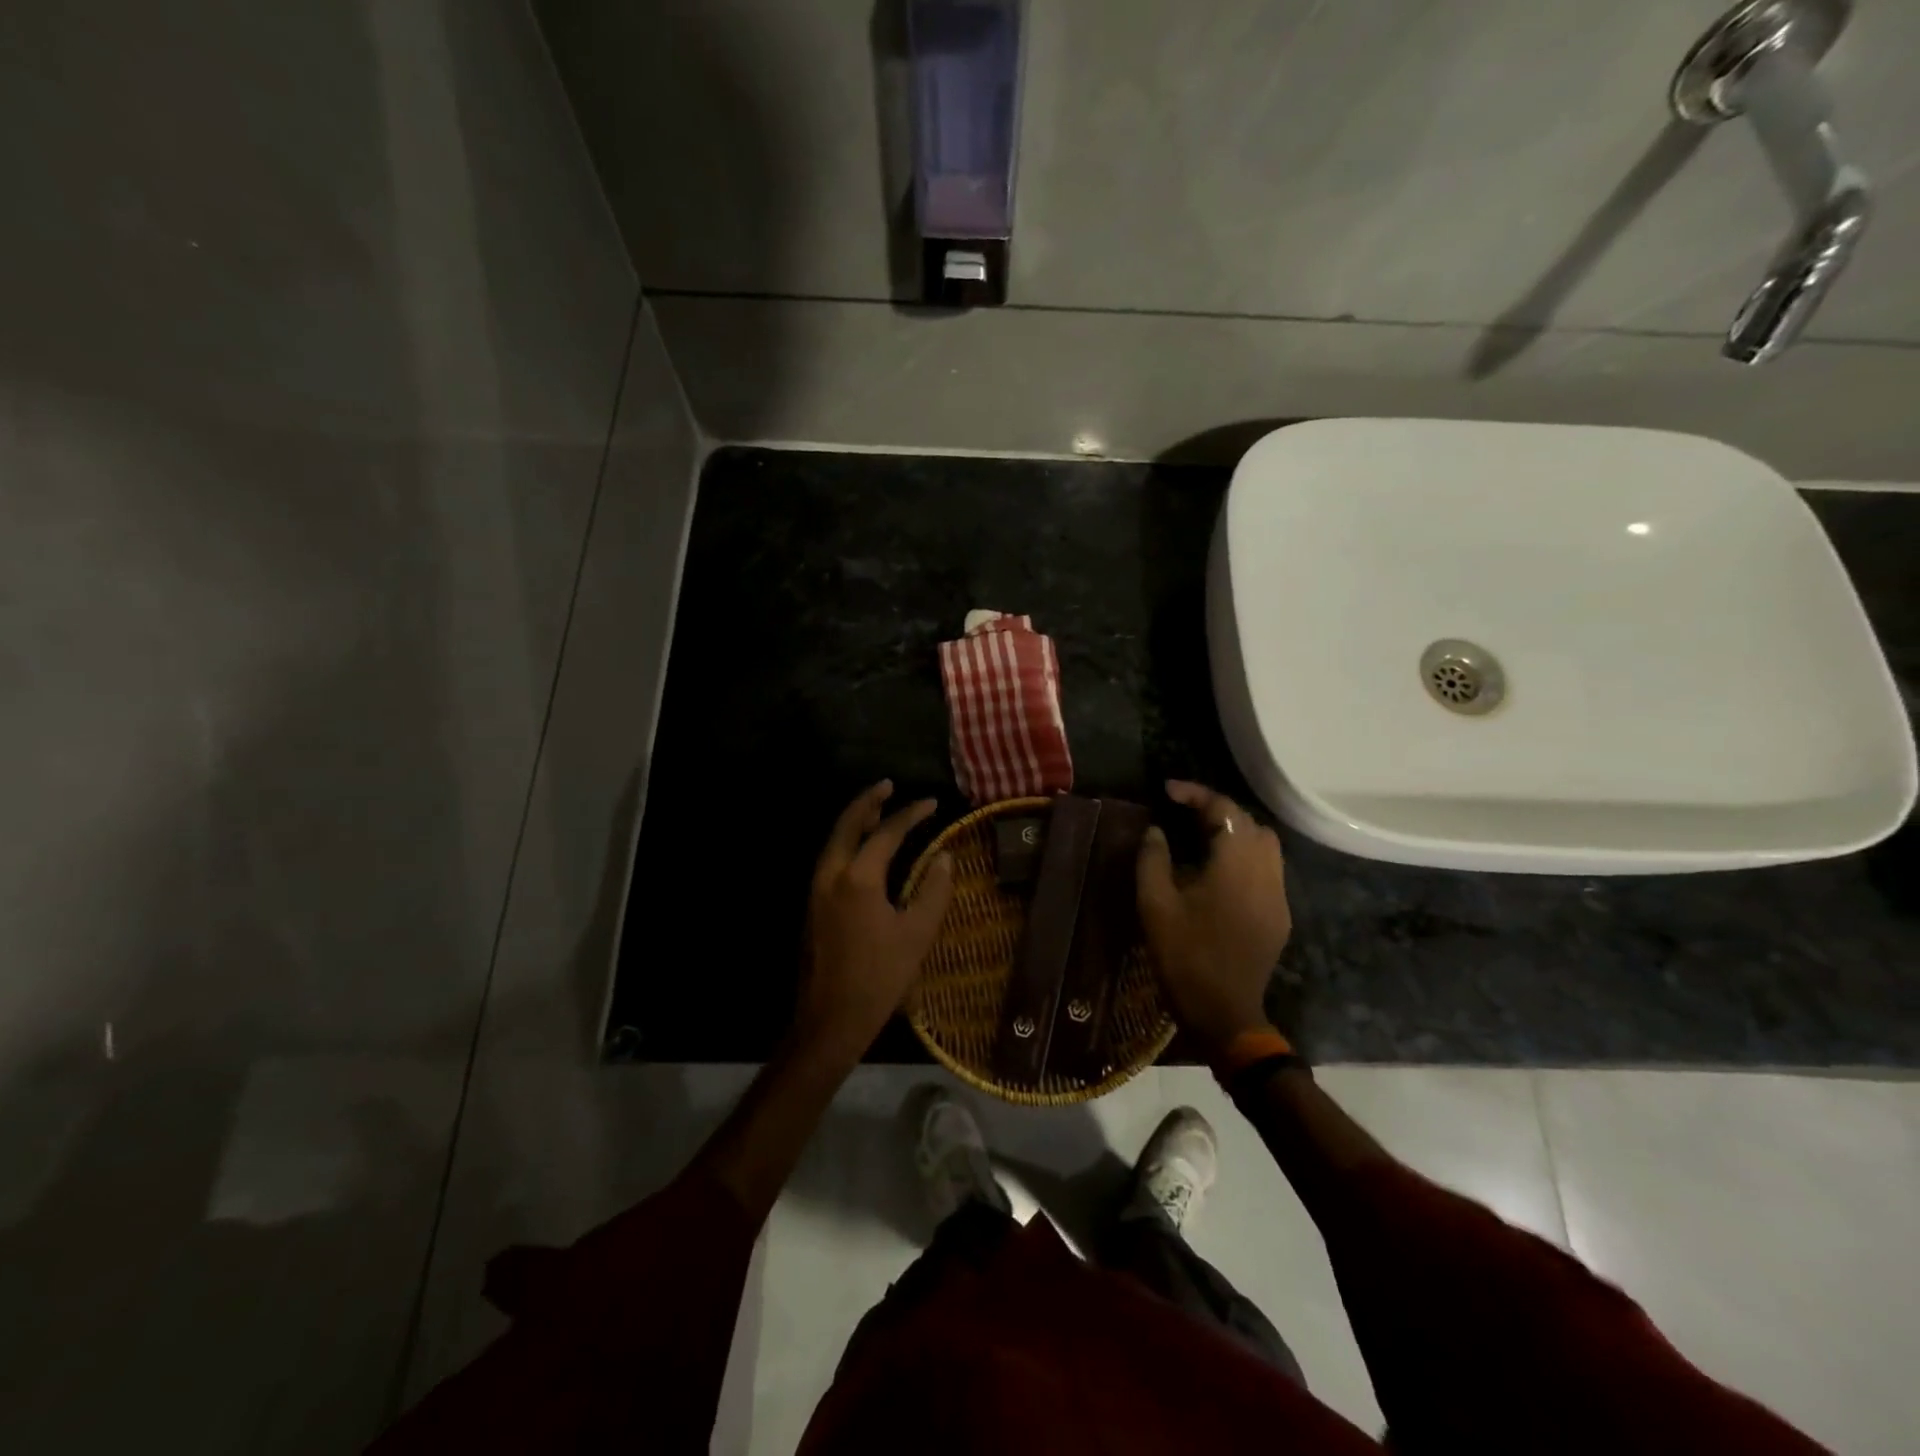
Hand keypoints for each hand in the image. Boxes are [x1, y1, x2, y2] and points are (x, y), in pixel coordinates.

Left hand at [799, 781, 956, 1054]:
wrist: (830, 1019)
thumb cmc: (879, 978)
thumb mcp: (917, 934)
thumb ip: (934, 891)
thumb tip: (944, 858)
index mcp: (859, 878)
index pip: (888, 833)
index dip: (911, 814)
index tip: (932, 803)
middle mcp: (832, 874)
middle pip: (848, 824)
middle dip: (869, 802)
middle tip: (889, 786)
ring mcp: (817, 889)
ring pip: (835, 840)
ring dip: (856, 820)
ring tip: (878, 810)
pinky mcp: (813, 905)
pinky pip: (831, 857)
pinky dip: (847, 841)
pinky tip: (863, 848)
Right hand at [1136, 780, 1291, 1057]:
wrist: (1224, 1013)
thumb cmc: (1185, 956)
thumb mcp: (1155, 905)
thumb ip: (1153, 859)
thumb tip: (1156, 831)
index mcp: (1236, 865)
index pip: (1225, 810)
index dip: (1196, 794)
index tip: (1167, 791)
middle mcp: (1266, 873)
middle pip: (1250, 823)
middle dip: (1217, 811)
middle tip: (1182, 814)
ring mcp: (1278, 895)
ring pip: (1264, 845)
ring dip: (1234, 832)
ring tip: (1199, 838)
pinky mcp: (1279, 916)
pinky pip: (1267, 869)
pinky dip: (1243, 856)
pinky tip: (1216, 872)